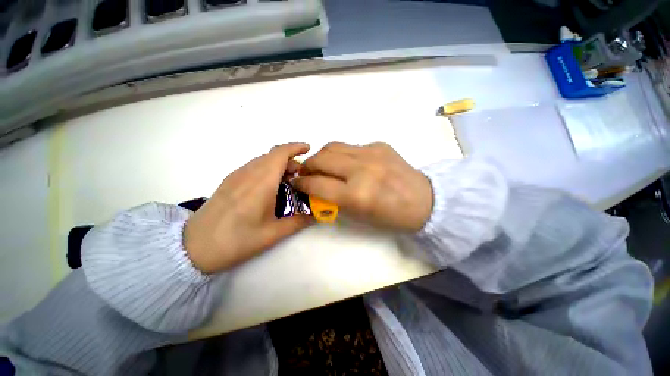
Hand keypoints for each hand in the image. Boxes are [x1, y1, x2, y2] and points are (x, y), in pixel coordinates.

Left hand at [184, 143, 313, 273]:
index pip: (280, 153)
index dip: (296, 147)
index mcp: (261, 182)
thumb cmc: (237, 240)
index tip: (308, 149)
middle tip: (301, 177)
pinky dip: (267, 169)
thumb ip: (298, 222)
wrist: (194, 247)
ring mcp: (236, 176)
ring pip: (262, 160)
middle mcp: (248, 173)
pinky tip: (270, 187)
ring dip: (279, 165)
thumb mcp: (273, 234)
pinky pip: (253, 167)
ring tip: (288, 182)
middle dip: (291, 161)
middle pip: (273, 155)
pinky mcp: (229, 181)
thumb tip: (317, 216)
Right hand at [293, 142, 433, 231]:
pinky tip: (347, 163)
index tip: (296, 182)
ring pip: (333, 146)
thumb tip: (315, 187)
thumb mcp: (358, 215)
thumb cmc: (390, 216)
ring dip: (321, 156)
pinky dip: (341, 154)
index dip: (301, 183)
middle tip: (306, 172)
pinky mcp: (379, 145)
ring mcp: (371, 153)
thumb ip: (333, 200)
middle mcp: (361, 169)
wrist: (424, 201)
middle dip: (307, 165)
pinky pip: (351, 146)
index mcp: (356, 195)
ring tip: (322, 165)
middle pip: (321, 158)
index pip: (316, 183)